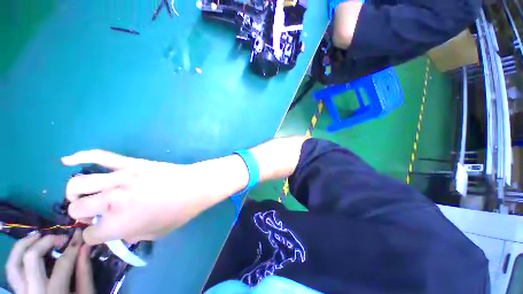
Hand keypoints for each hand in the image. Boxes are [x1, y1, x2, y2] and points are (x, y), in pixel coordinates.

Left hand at [5, 230, 93, 293]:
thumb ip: (84, 272)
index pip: (63, 264)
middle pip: (31, 259)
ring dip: (24, 245)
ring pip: (14, 263)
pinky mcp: (18, 291)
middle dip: (46, 242)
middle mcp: (34, 291)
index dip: (72, 247)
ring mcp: (22, 292)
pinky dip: (17, 256)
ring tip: (36, 235)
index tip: (79, 234)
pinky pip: (11, 270)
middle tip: (60, 238)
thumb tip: (85, 247)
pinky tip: (26, 248)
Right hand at [62, 150, 210, 244]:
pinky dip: (81, 155)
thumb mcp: (156, 233)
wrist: (195, 185)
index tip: (102, 232)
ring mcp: (119, 178)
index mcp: (117, 225)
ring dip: (75, 193)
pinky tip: (67, 159)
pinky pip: (100, 156)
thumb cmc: (180, 211)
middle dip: (81, 215)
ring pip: (78, 184)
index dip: (95, 236)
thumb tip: (120, 231)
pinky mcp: (130, 163)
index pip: (90, 235)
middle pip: (76, 209)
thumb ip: (132, 234)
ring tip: (83, 195)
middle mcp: (110, 201)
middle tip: (94, 214)